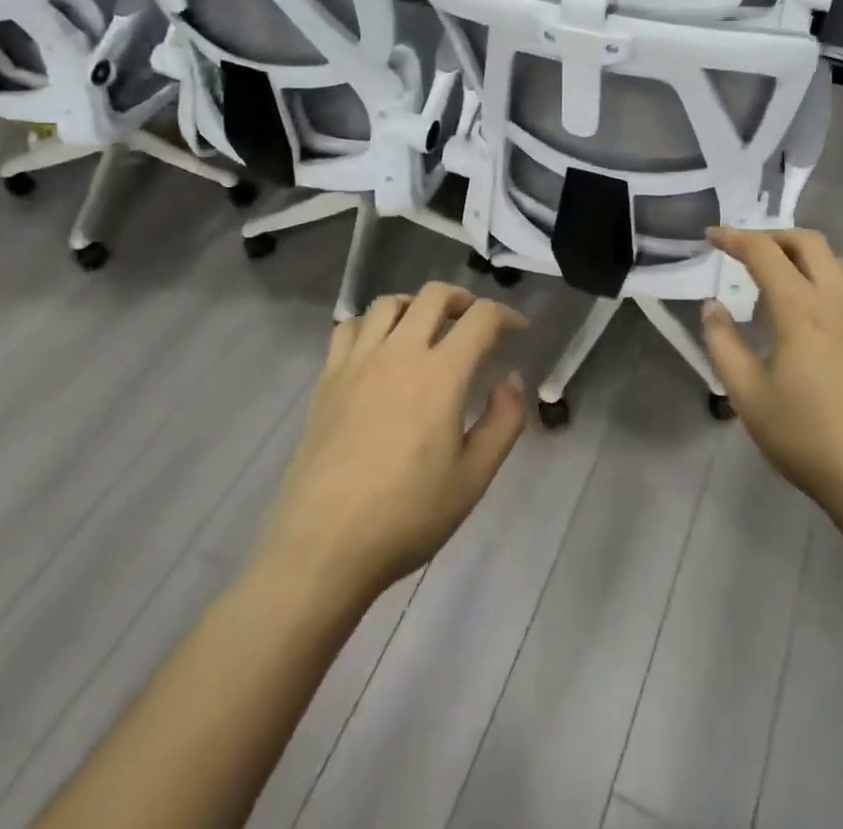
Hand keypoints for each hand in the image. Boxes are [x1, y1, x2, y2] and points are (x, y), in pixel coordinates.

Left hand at [257, 284, 528, 602]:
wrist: (324, 546)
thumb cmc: (407, 516)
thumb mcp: (474, 478)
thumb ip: (504, 422)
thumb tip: (511, 380)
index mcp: (441, 374)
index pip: (481, 318)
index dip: (506, 316)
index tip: (518, 332)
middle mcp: (399, 352)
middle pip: (434, 295)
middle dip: (463, 300)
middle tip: (475, 324)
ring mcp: (358, 362)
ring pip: (389, 303)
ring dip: (416, 306)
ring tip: (427, 330)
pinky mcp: (328, 379)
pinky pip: (348, 328)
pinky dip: (370, 325)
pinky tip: (379, 349)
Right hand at [701, 228, 842, 536]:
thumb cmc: (808, 438)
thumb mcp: (748, 396)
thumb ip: (723, 344)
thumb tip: (712, 306)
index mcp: (801, 308)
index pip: (763, 252)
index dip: (733, 237)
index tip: (710, 237)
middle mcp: (838, 299)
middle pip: (807, 242)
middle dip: (772, 236)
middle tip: (744, 250)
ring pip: (837, 260)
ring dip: (804, 255)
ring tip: (781, 280)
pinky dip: (834, 278)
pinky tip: (824, 308)